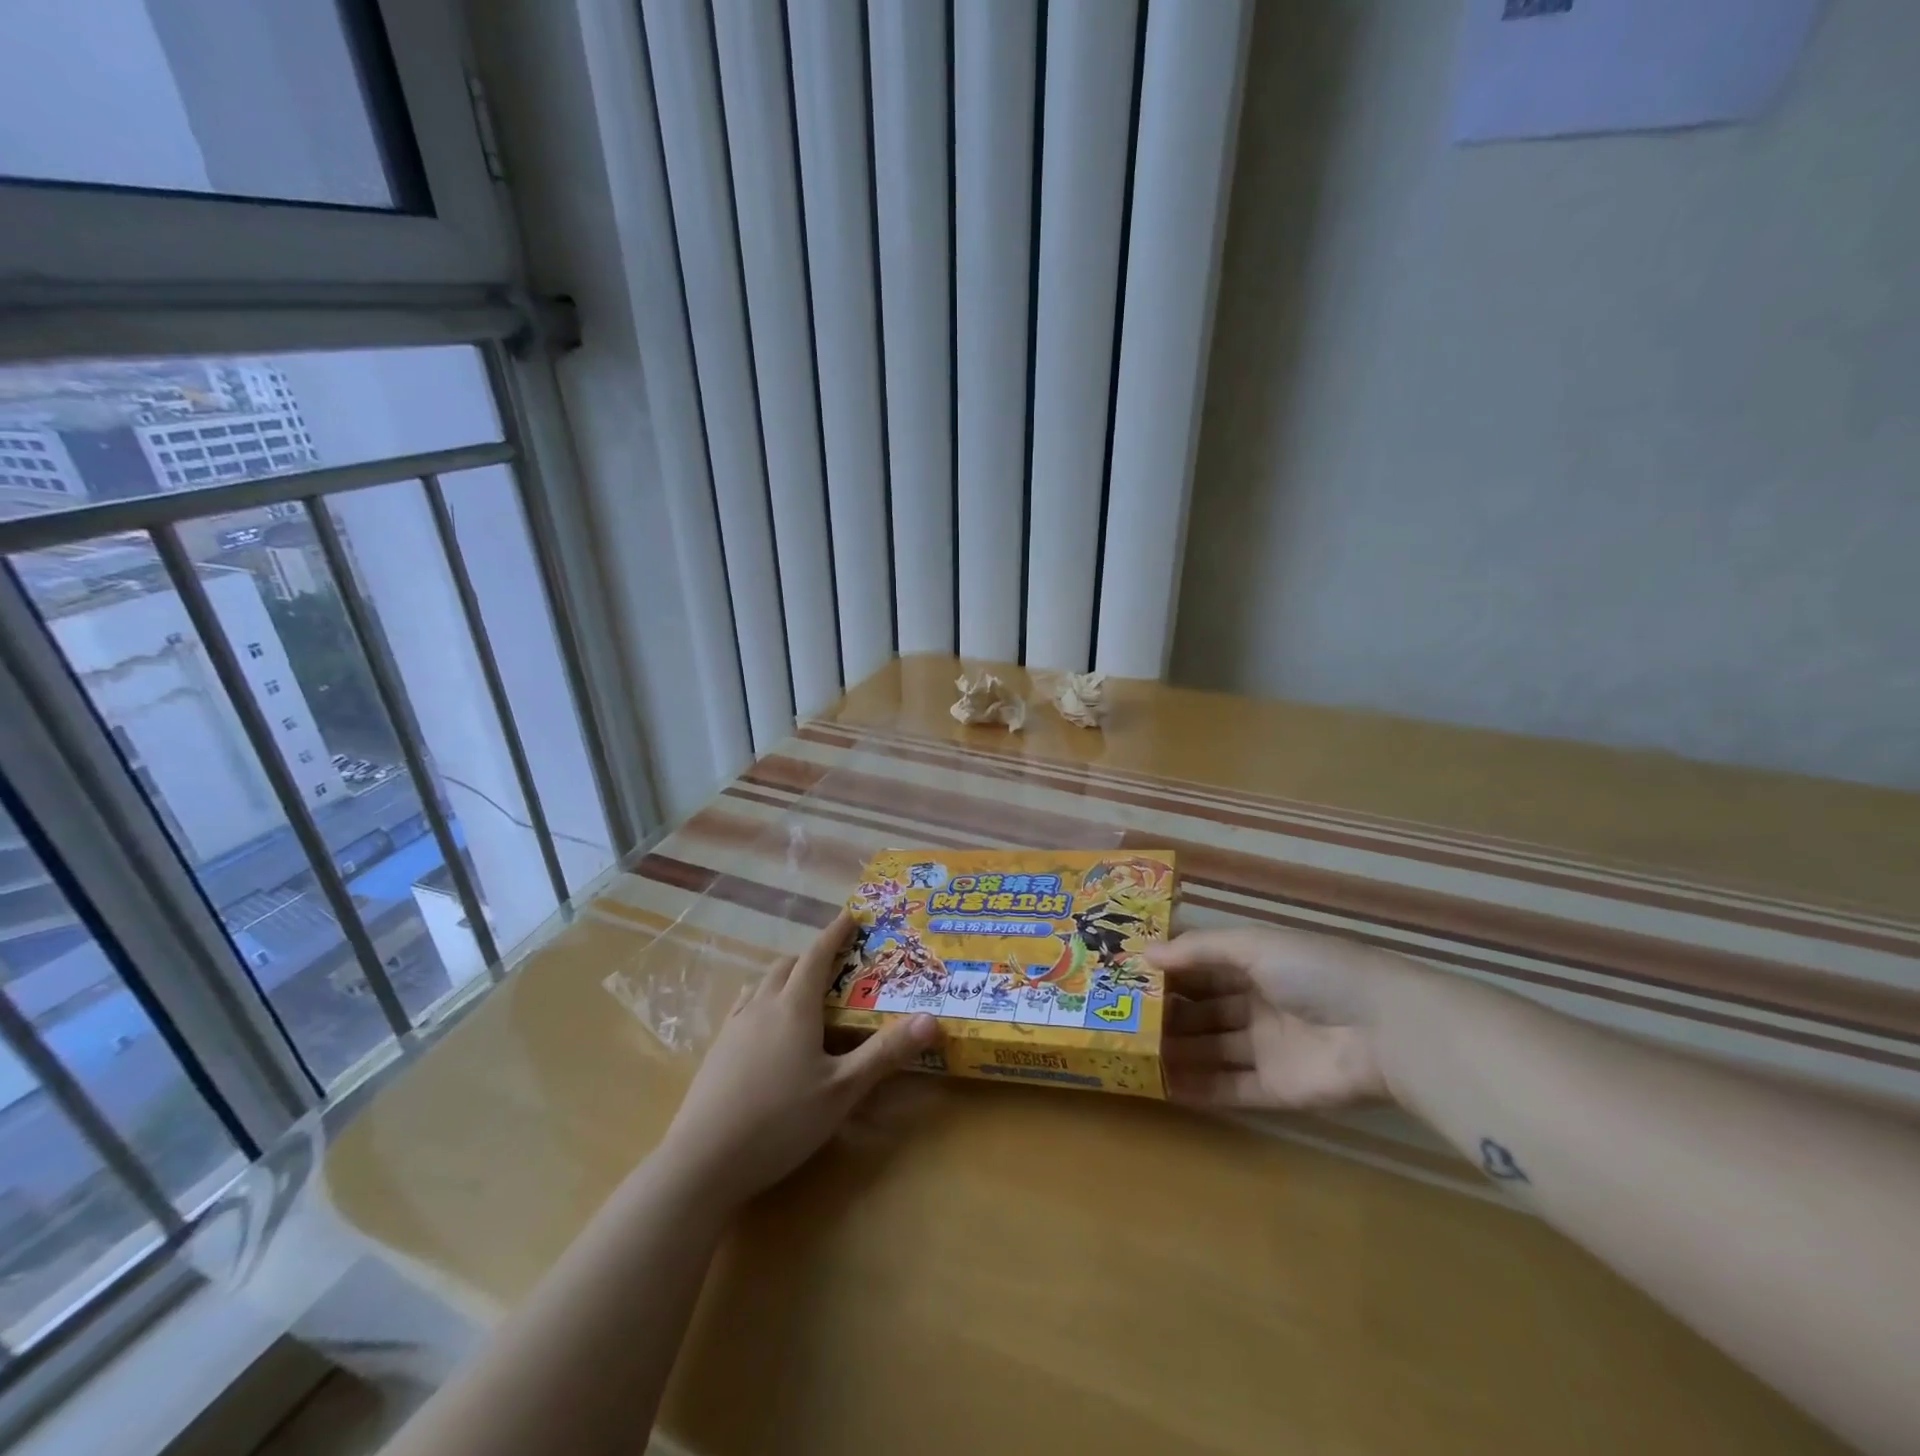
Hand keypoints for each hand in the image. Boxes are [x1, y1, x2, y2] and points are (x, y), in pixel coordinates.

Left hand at [653, 911, 938, 1210]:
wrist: (702, 1162)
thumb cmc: (781, 1121)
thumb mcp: (843, 1090)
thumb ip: (885, 1053)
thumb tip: (931, 1018)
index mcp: (794, 1006)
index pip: (817, 955)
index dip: (835, 933)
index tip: (850, 914)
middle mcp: (762, 1006)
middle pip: (786, 966)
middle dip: (811, 956)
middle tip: (834, 963)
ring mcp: (733, 1029)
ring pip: (761, 986)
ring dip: (784, 978)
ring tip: (801, 991)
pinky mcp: (716, 1053)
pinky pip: (744, 1009)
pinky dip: (762, 1002)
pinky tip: (765, 1029)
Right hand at [1148, 926, 1403, 1109]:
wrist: (1386, 1031)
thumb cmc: (1315, 972)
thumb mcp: (1253, 945)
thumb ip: (1198, 949)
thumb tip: (1144, 953)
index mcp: (1256, 965)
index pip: (1202, 968)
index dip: (1168, 972)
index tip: (1126, 977)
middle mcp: (1258, 1005)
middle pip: (1203, 1011)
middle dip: (1166, 1015)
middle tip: (1119, 1020)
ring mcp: (1267, 1048)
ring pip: (1211, 1049)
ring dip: (1176, 1052)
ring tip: (1130, 1055)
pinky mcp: (1277, 1089)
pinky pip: (1230, 1088)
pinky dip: (1198, 1088)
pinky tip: (1162, 1086)